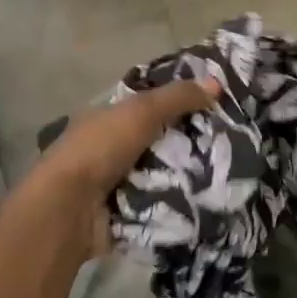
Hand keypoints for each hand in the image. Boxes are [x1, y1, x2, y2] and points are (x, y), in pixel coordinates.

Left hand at [23, 76, 221, 254]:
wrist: (69, 208)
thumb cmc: (100, 149)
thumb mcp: (140, 112)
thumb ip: (177, 97)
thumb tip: (216, 82)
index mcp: (105, 118)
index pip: (147, 106)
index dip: (178, 104)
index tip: (214, 107)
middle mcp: (108, 148)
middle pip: (157, 142)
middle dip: (188, 145)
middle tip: (227, 145)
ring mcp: (114, 184)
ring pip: (160, 175)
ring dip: (185, 177)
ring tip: (225, 175)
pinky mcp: (123, 214)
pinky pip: (157, 207)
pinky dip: (176, 205)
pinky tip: (206, 201)